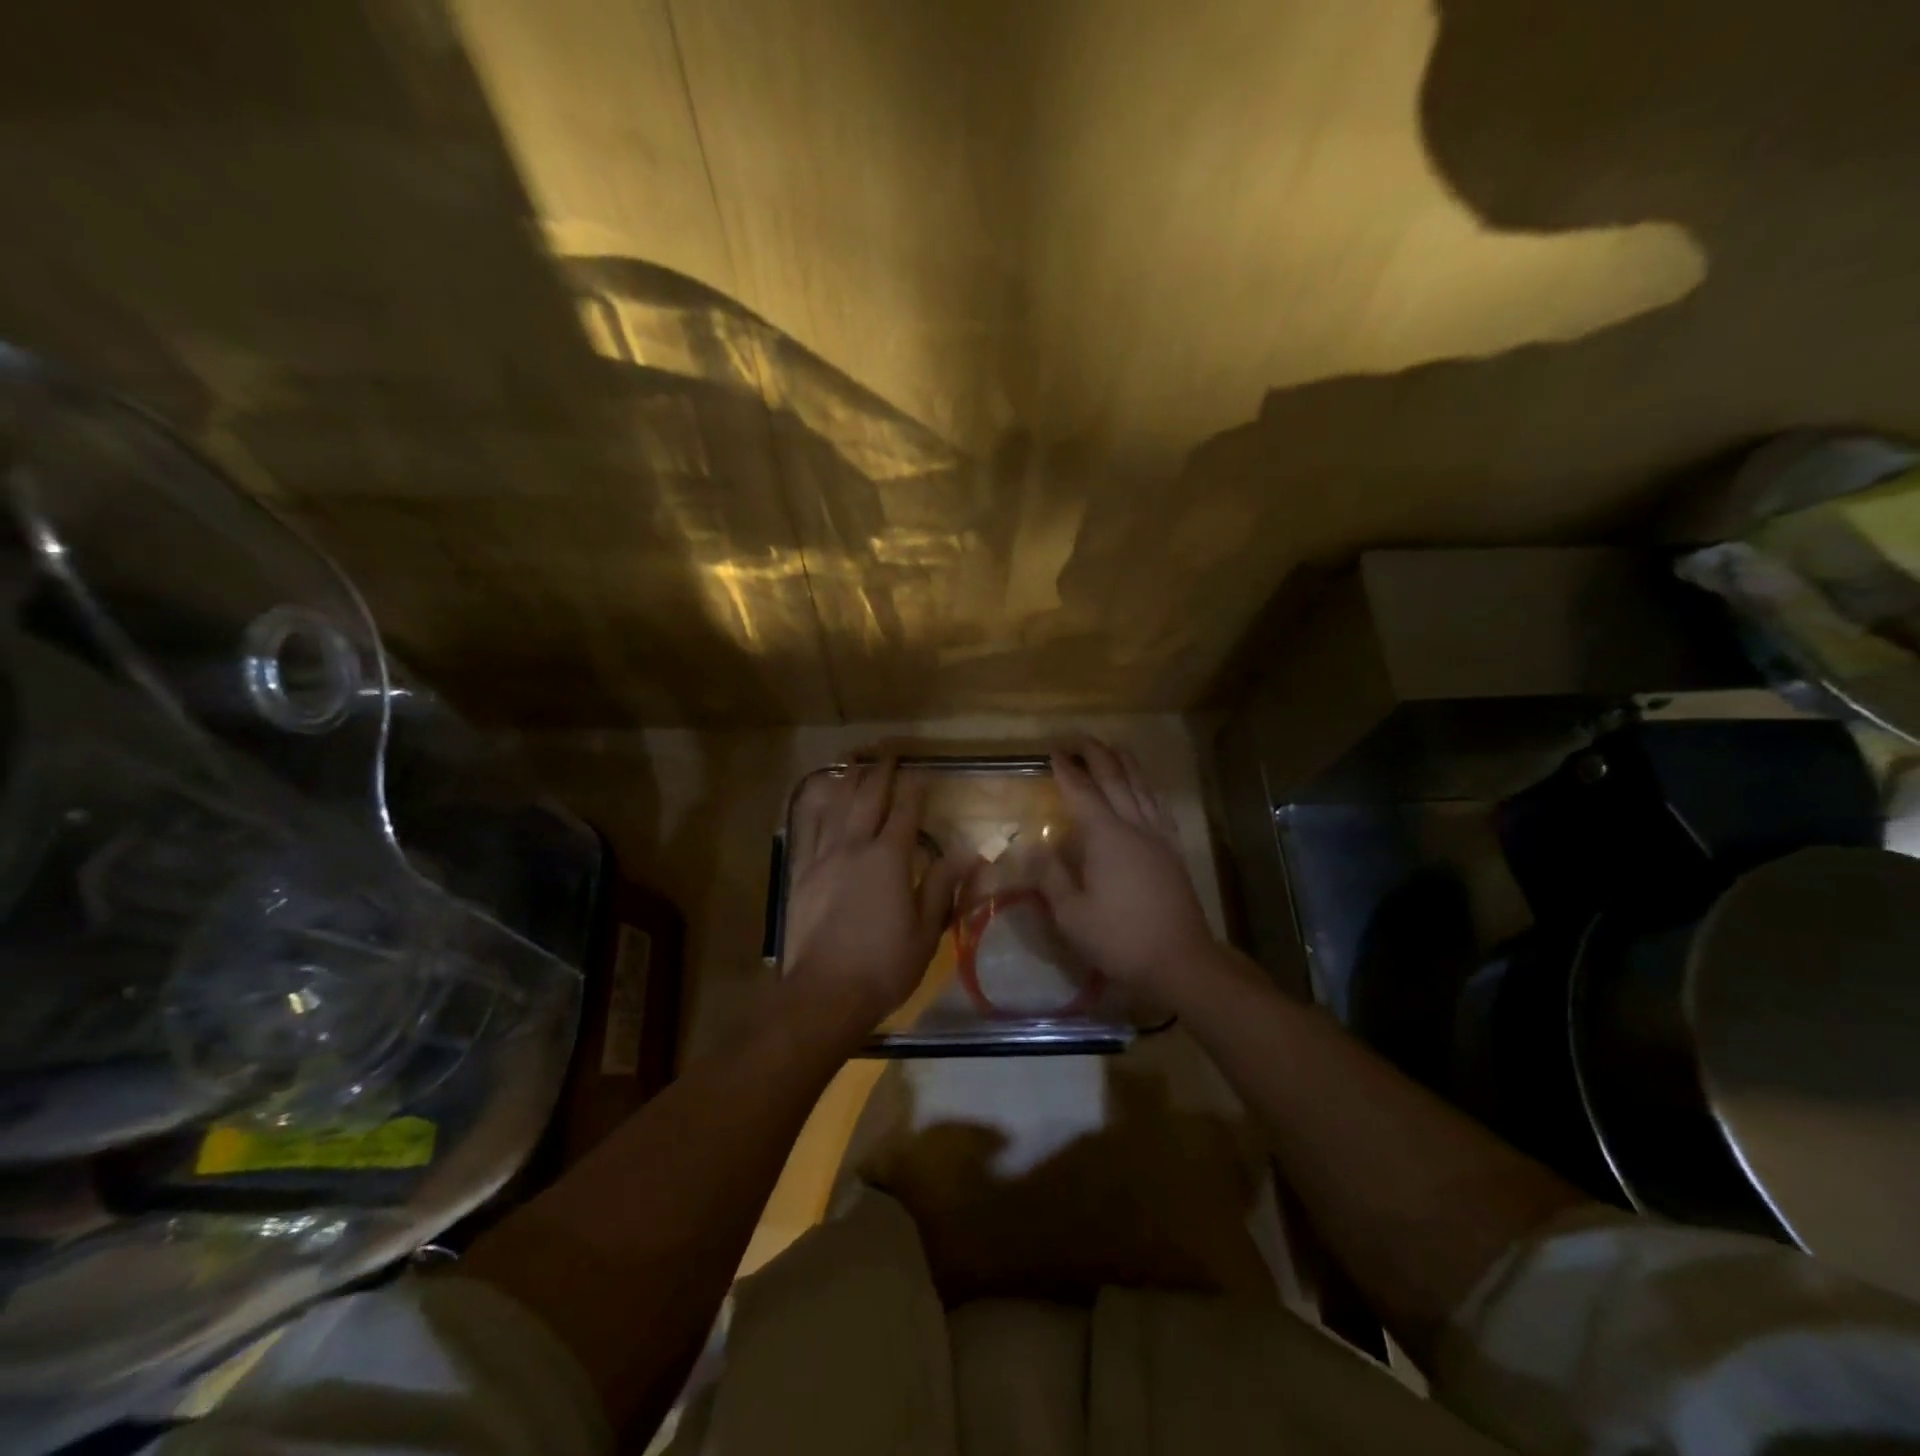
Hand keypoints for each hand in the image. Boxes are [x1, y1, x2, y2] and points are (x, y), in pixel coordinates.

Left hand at [783, 757, 962, 1029]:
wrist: (825, 992)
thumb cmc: (885, 964)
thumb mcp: (927, 929)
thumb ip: (944, 884)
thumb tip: (969, 851)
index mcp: (890, 858)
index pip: (905, 810)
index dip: (915, 787)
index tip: (923, 770)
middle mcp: (855, 846)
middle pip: (868, 797)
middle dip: (881, 770)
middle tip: (889, 750)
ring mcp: (824, 856)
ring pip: (837, 805)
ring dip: (849, 778)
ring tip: (856, 759)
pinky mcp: (802, 872)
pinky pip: (810, 827)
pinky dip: (817, 804)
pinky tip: (820, 794)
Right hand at [1038, 738, 1217, 992]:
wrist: (1179, 959)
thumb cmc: (1119, 938)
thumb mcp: (1071, 915)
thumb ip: (1051, 876)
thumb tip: (1034, 846)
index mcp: (1105, 836)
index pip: (1080, 791)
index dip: (1065, 768)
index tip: (1051, 750)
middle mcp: (1133, 825)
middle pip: (1113, 777)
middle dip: (1093, 753)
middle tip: (1075, 738)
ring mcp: (1158, 834)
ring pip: (1140, 784)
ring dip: (1123, 761)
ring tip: (1110, 746)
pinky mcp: (1173, 848)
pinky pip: (1157, 803)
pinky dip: (1146, 784)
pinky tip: (1143, 784)